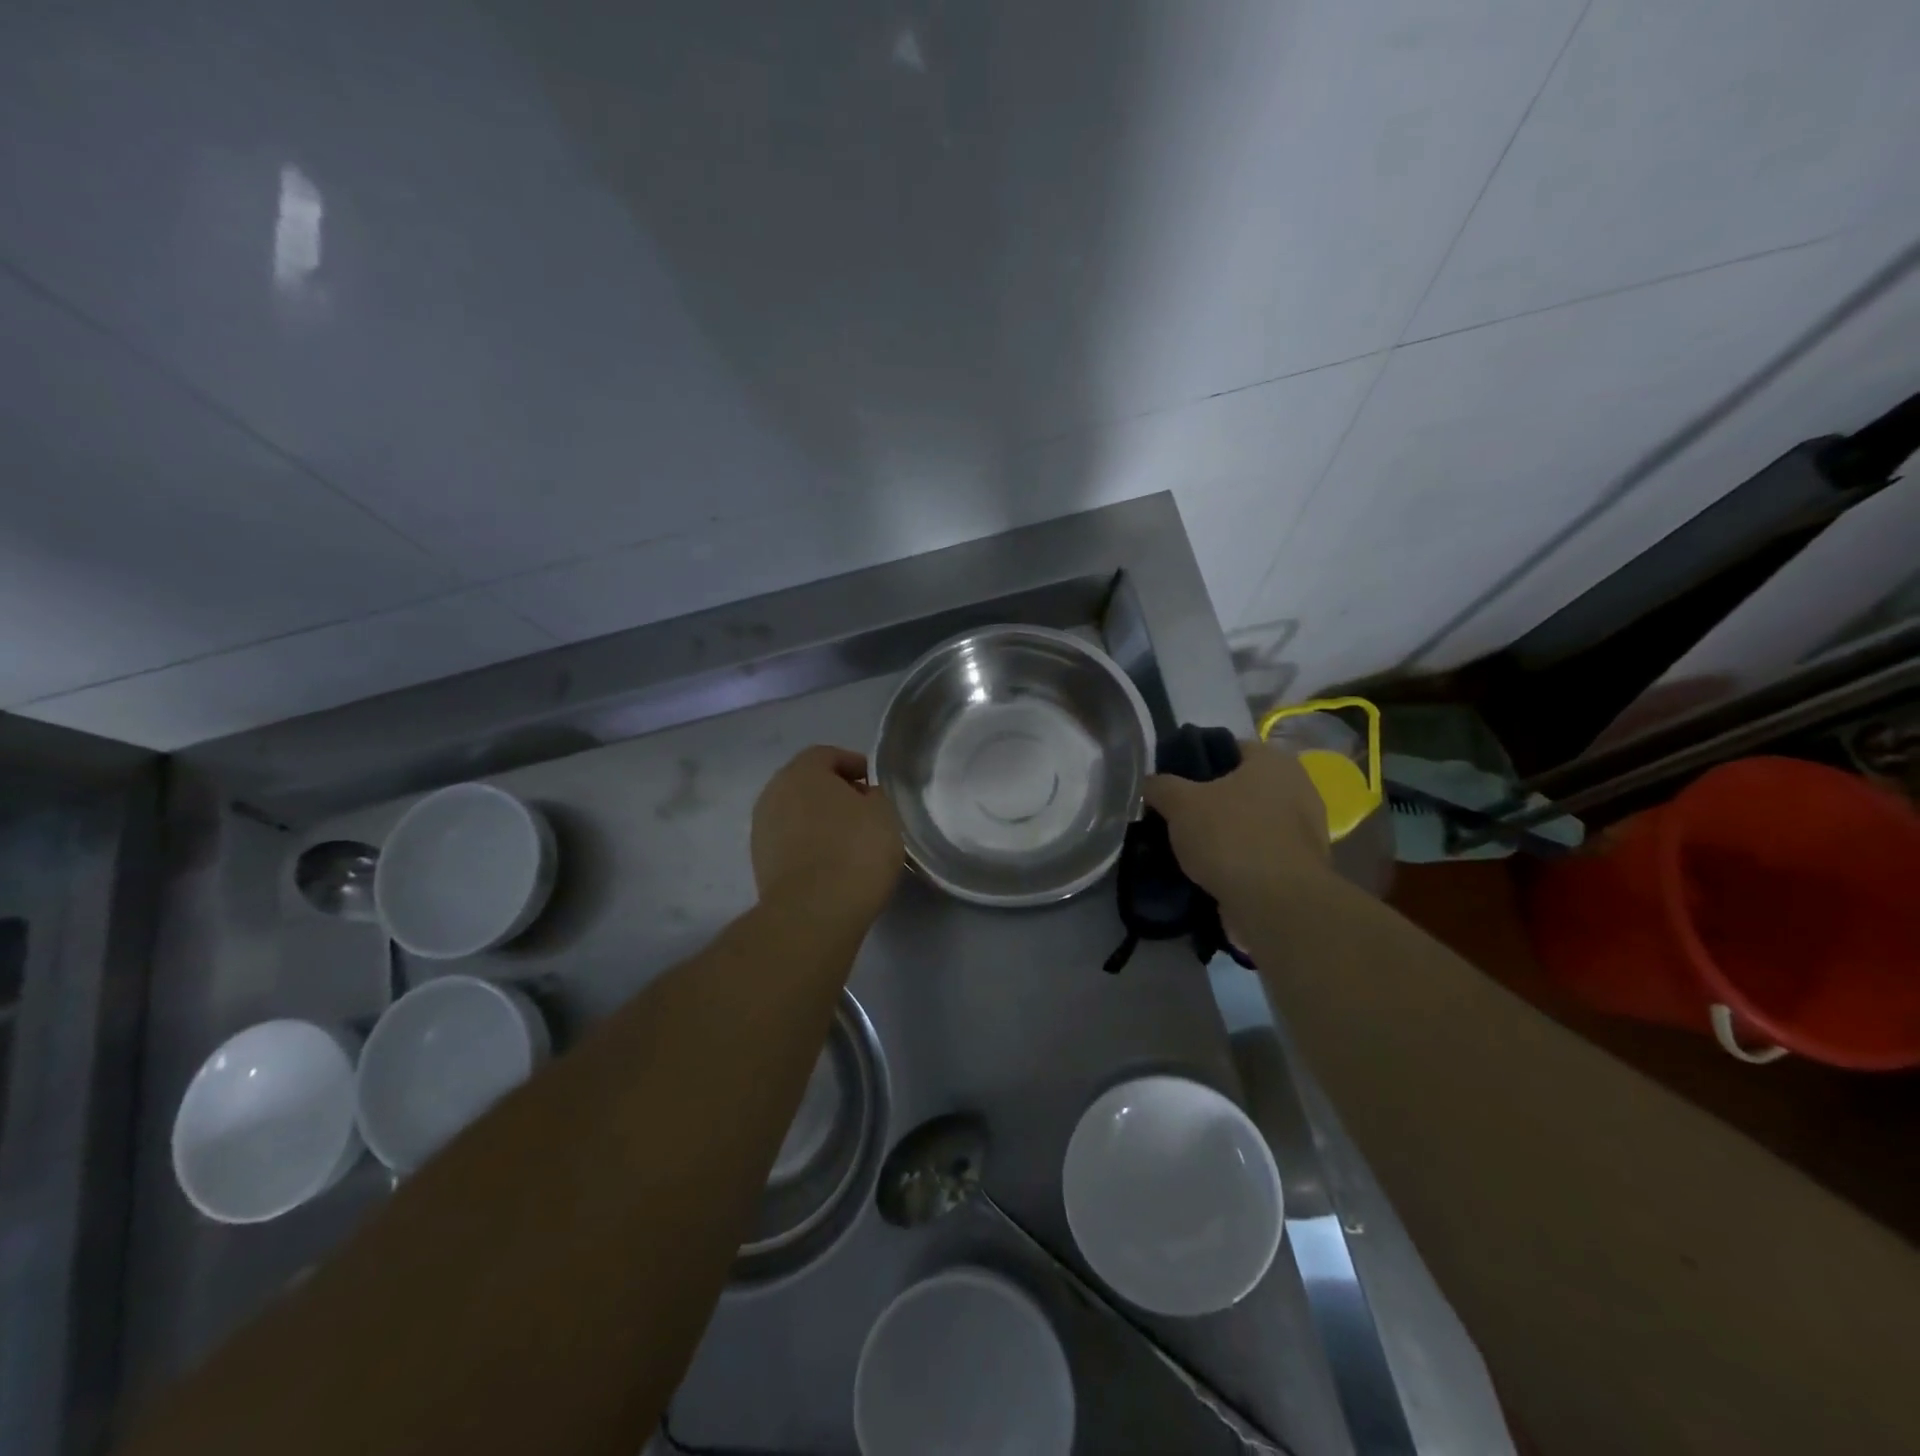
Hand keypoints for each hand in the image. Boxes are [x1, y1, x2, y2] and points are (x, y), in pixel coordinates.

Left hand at [751, 745, 903, 928]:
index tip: (873, 782)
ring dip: (819, 820)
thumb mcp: (884, 814)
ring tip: (848, 840)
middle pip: (807, 783)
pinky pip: (790, 841)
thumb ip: (874, 796)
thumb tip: (861, 797)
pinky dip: (808, 844)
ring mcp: (762, 829)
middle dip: (834, 792)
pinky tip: (831, 862)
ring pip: (796, 813)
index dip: (853, 764)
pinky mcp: (760, 862)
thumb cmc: (855, 851)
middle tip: (863, 810)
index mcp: (802, 772)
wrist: (813, 913)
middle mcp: (774, 793)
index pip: (827, 755)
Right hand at [1142, 740, 1331, 913]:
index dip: (1196, 760)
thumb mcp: (1180, 803)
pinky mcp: (1300, 867)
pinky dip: (1236, 860)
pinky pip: (1258, 853)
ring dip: (1222, 833)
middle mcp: (1297, 788)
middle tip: (1175, 815)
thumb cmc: (1231, 837)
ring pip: (1248, 822)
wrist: (1276, 905)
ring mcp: (1304, 830)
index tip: (1171, 783)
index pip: (1228, 747)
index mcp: (1273, 762)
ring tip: (1186, 847)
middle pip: (1239, 787)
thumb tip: (1151, 784)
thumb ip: (1160, 786)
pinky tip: (1208, 871)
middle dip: (1208, 801)